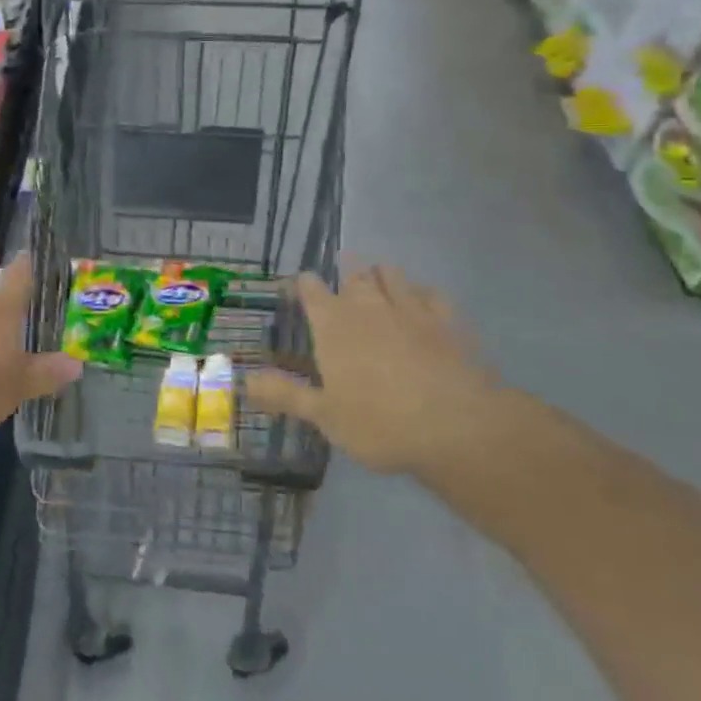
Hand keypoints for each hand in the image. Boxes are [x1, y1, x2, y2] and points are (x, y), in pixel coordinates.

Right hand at [245, 264, 526, 480]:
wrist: (455, 427)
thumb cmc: (378, 423)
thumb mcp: (324, 416)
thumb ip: (285, 394)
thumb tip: (244, 381)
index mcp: (333, 325)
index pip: (311, 289)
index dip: (303, 284)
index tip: (299, 287)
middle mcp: (369, 306)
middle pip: (354, 275)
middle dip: (345, 274)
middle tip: (341, 280)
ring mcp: (411, 309)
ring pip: (392, 275)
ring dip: (382, 274)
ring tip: (378, 280)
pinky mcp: (447, 321)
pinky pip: (431, 293)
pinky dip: (421, 293)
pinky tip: (422, 302)